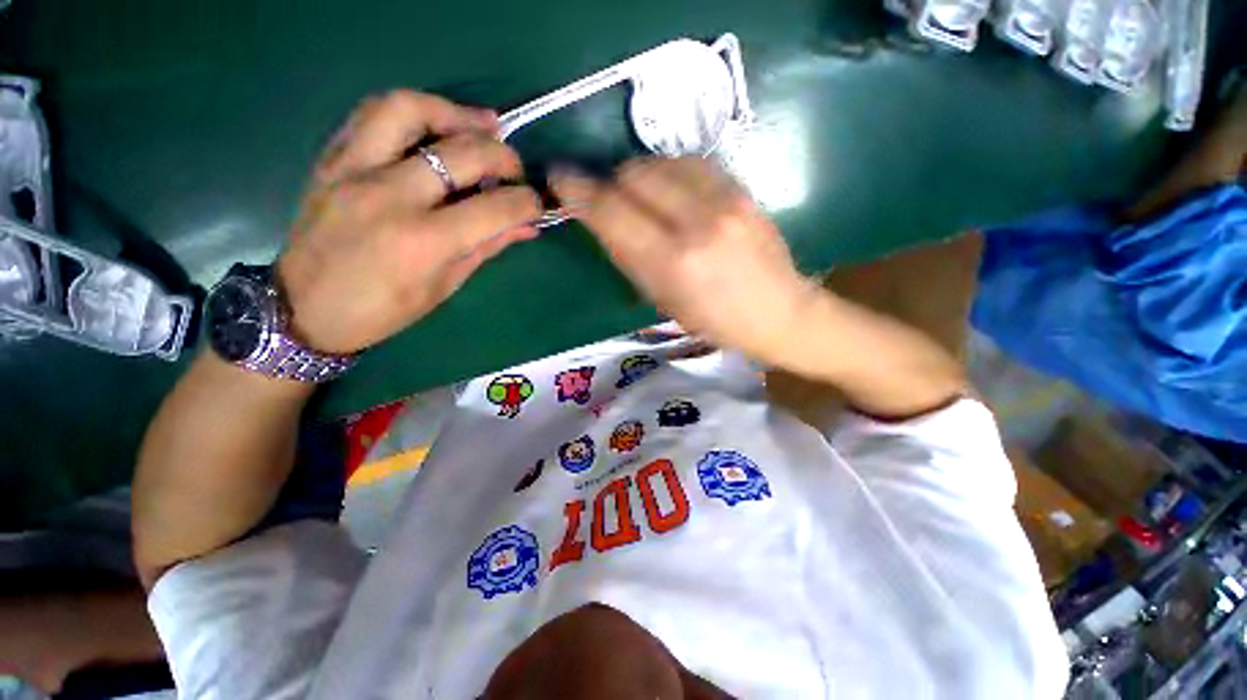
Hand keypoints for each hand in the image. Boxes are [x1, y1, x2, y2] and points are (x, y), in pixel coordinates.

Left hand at [277, 91, 541, 353]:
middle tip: (515, 168)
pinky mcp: (331, 160)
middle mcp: (390, 196)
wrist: (304, 309)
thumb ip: (487, 248)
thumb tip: (526, 227)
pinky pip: (370, 114)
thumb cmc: (383, 310)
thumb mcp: (445, 286)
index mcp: (424, 242)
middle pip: (461, 153)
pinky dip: (411, 112)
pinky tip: (433, 125)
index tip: (536, 204)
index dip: (526, 203)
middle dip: (503, 156)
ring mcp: (354, 170)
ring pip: (408, 110)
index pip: (494, 208)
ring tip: (479, 124)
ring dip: (453, 112)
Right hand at [550, 157, 816, 361]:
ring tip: (641, 198)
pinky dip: (668, 172)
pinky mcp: (742, 189)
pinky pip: (690, 162)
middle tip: (607, 199)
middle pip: (634, 174)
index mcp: (673, 262)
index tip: (559, 178)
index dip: (578, 190)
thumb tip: (603, 222)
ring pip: (660, 161)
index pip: (612, 211)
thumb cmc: (716, 322)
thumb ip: (630, 259)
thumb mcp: (663, 302)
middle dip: (609, 182)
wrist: (781, 312)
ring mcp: (725, 200)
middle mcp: (697, 222)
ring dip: (638, 175)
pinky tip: (671, 192)